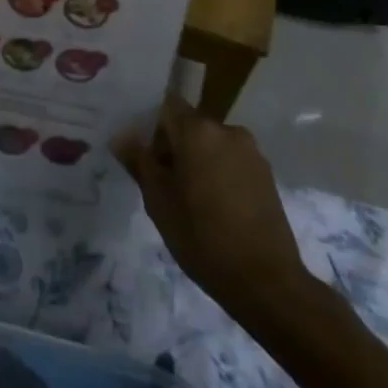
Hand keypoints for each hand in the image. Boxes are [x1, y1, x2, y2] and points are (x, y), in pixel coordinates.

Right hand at [114, 96, 311, 310]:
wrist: (265, 281)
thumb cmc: (202, 236)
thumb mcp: (159, 201)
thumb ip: (139, 163)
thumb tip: (121, 137)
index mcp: (198, 131)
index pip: (167, 106)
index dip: (152, 127)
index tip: (145, 155)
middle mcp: (227, 131)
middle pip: (190, 126)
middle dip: (174, 147)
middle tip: (163, 184)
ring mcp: (251, 152)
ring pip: (212, 145)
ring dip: (198, 161)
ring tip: (191, 200)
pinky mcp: (267, 174)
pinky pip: (232, 161)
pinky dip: (219, 174)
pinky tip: (216, 208)